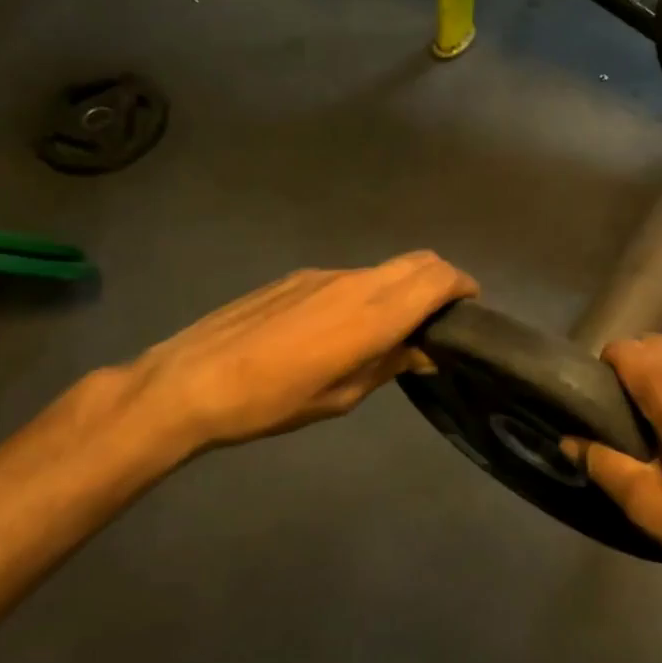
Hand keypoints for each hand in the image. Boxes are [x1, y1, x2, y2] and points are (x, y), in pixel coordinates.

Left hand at [120, 251, 476, 462]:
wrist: (191, 381)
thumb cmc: (272, 402)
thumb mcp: (341, 397)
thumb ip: (389, 365)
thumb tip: (423, 352)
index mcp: (374, 315)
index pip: (438, 279)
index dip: (463, 286)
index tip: (470, 307)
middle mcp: (357, 283)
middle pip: (419, 260)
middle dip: (442, 279)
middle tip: (442, 315)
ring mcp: (325, 275)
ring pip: (385, 267)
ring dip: (404, 286)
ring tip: (393, 326)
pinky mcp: (299, 277)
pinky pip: (352, 275)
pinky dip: (370, 290)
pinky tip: (343, 326)